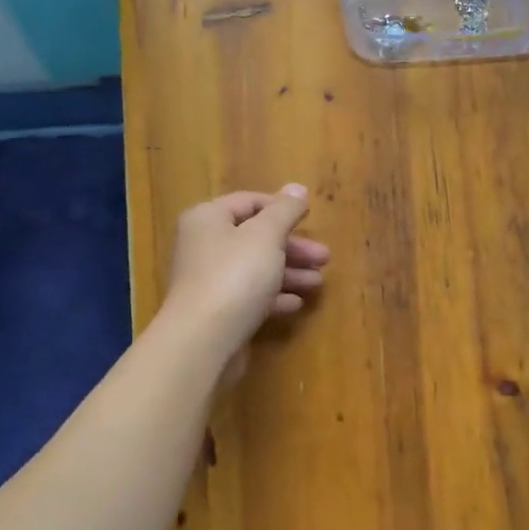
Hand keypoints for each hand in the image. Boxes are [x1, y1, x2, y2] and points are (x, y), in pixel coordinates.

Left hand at [161, 186, 329, 354]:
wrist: (203, 340)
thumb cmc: (235, 275)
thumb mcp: (266, 235)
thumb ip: (284, 210)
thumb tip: (297, 188)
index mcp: (208, 219)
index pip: (249, 202)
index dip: (281, 208)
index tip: (311, 219)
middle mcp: (203, 245)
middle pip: (255, 238)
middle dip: (292, 247)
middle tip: (325, 258)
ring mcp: (209, 281)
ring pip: (255, 269)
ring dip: (288, 273)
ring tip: (318, 283)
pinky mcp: (217, 312)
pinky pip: (250, 297)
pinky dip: (273, 297)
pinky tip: (296, 304)